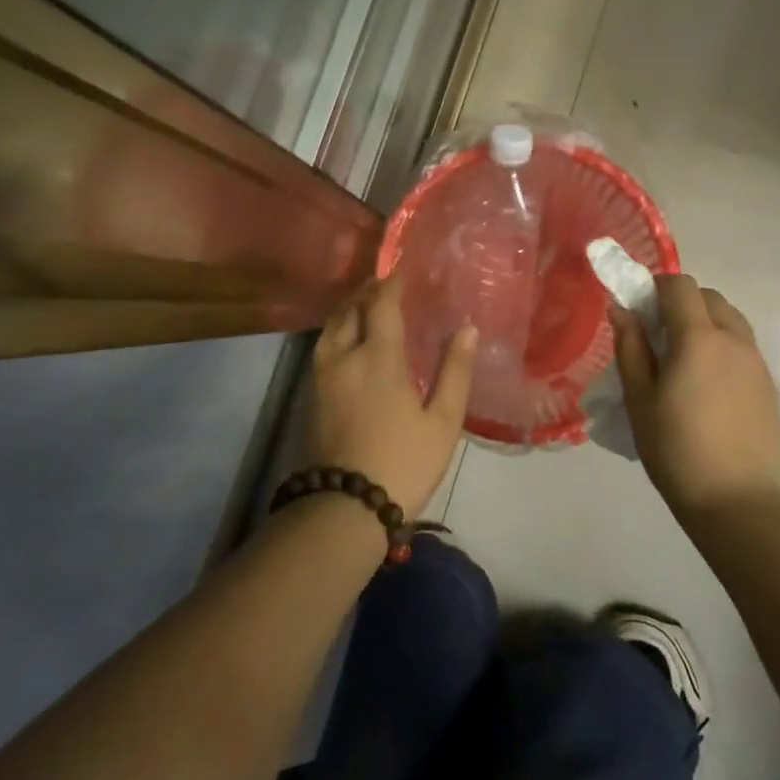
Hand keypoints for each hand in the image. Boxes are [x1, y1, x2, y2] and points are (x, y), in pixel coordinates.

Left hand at [307, 275, 476, 515]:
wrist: (345, 508)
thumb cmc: (403, 462)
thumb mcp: (442, 421)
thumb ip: (455, 371)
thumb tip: (468, 329)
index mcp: (378, 358)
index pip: (381, 305)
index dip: (392, 283)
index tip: (403, 270)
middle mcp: (344, 357)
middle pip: (350, 310)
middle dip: (366, 292)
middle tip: (385, 283)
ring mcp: (322, 377)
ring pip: (330, 328)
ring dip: (348, 309)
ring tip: (365, 305)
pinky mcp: (311, 396)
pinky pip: (323, 347)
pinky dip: (337, 331)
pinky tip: (349, 340)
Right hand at [611, 275, 779, 522]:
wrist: (736, 500)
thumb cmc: (676, 449)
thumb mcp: (640, 398)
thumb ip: (630, 347)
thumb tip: (621, 309)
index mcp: (698, 337)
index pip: (680, 285)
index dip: (657, 287)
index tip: (640, 309)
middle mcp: (733, 338)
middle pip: (708, 296)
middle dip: (681, 302)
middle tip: (658, 335)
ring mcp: (756, 360)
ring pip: (730, 318)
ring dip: (705, 321)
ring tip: (684, 359)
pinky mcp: (768, 383)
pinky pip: (743, 345)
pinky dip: (722, 345)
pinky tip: (708, 383)